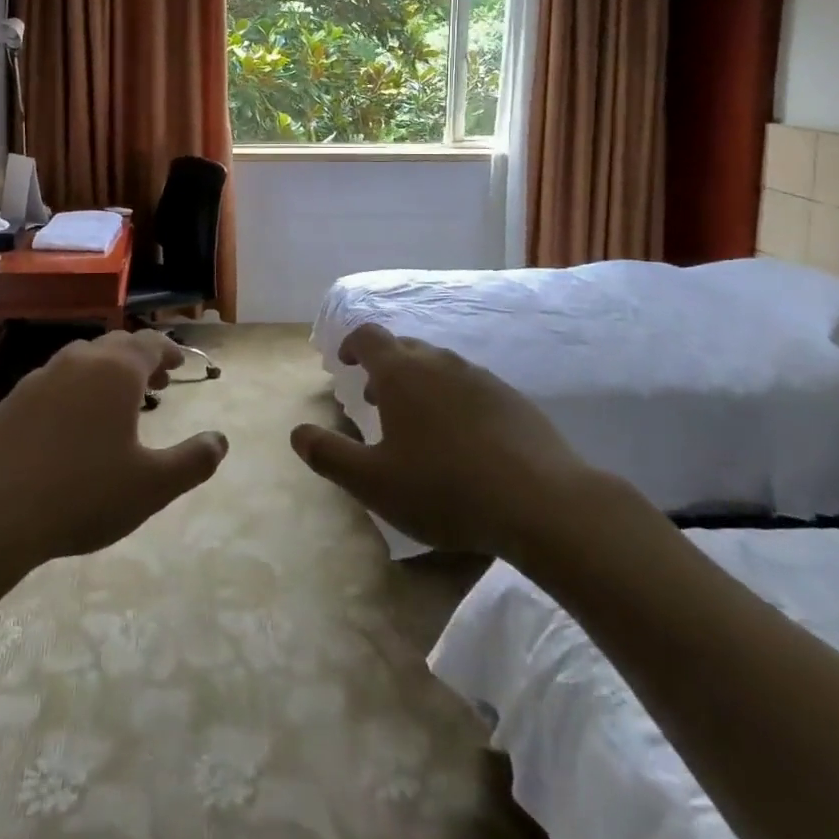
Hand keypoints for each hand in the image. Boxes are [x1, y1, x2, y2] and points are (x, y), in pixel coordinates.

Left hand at [0, 330, 228, 582]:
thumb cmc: (82, 494)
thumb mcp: (151, 487)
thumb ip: (193, 461)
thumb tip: (221, 440)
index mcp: (116, 371)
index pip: (150, 344)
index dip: (168, 352)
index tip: (178, 367)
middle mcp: (79, 361)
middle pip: (116, 346)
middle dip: (140, 360)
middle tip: (155, 385)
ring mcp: (42, 376)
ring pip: (83, 359)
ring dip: (106, 372)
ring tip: (116, 403)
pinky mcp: (14, 399)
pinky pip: (55, 380)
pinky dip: (75, 388)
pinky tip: (72, 422)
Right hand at [290, 323, 597, 557]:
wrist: (541, 502)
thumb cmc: (445, 489)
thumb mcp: (374, 483)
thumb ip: (330, 455)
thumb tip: (297, 433)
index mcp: (400, 373)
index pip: (367, 336)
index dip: (351, 345)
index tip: (344, 364)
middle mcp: (438, 362)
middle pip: (403, 347)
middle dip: (383, 367)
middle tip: (375, 400)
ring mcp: (479, 377)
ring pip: (438, 365)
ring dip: (419, 382)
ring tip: (417, 423)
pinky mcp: (511, 398)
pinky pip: (470, 386)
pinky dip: (453, 398)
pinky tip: (462, 439)